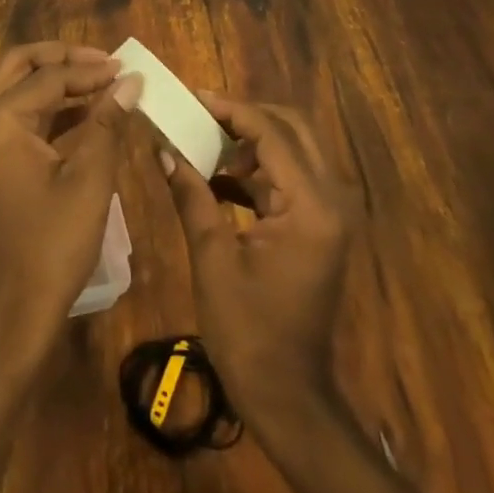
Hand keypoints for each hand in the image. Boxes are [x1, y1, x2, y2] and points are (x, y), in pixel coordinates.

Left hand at [0, 43, 140, 360]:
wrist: (8, 318)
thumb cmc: (50, 247)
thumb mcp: (88, 181)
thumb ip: (108, 123)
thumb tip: (130, 82)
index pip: (48, 77)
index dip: (91, 70)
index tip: (127, 68)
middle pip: (18, 67)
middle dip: (60, 59)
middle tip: (102, 61)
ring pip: (14, 91)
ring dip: (54, 82)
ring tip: (99, 83)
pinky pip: (14, 120)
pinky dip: (46, 111)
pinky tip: (82, 116)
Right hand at [159, 94, 354, 433]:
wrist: (288, 395)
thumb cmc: (247, 331)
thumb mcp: (212, 258)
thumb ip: (192, 195)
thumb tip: (163, 149)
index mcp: (310, 206)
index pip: (271, 133)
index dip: (230, 109)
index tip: (193, 97)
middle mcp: (331, 200)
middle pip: (293, 129)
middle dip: (246, 116)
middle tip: (201, 114)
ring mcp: (329, 214)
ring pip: (294, 151)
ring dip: (251, 142)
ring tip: (204, 142)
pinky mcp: (320, 228)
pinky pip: (291, 179)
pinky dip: (257, 171)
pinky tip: (219, 180)